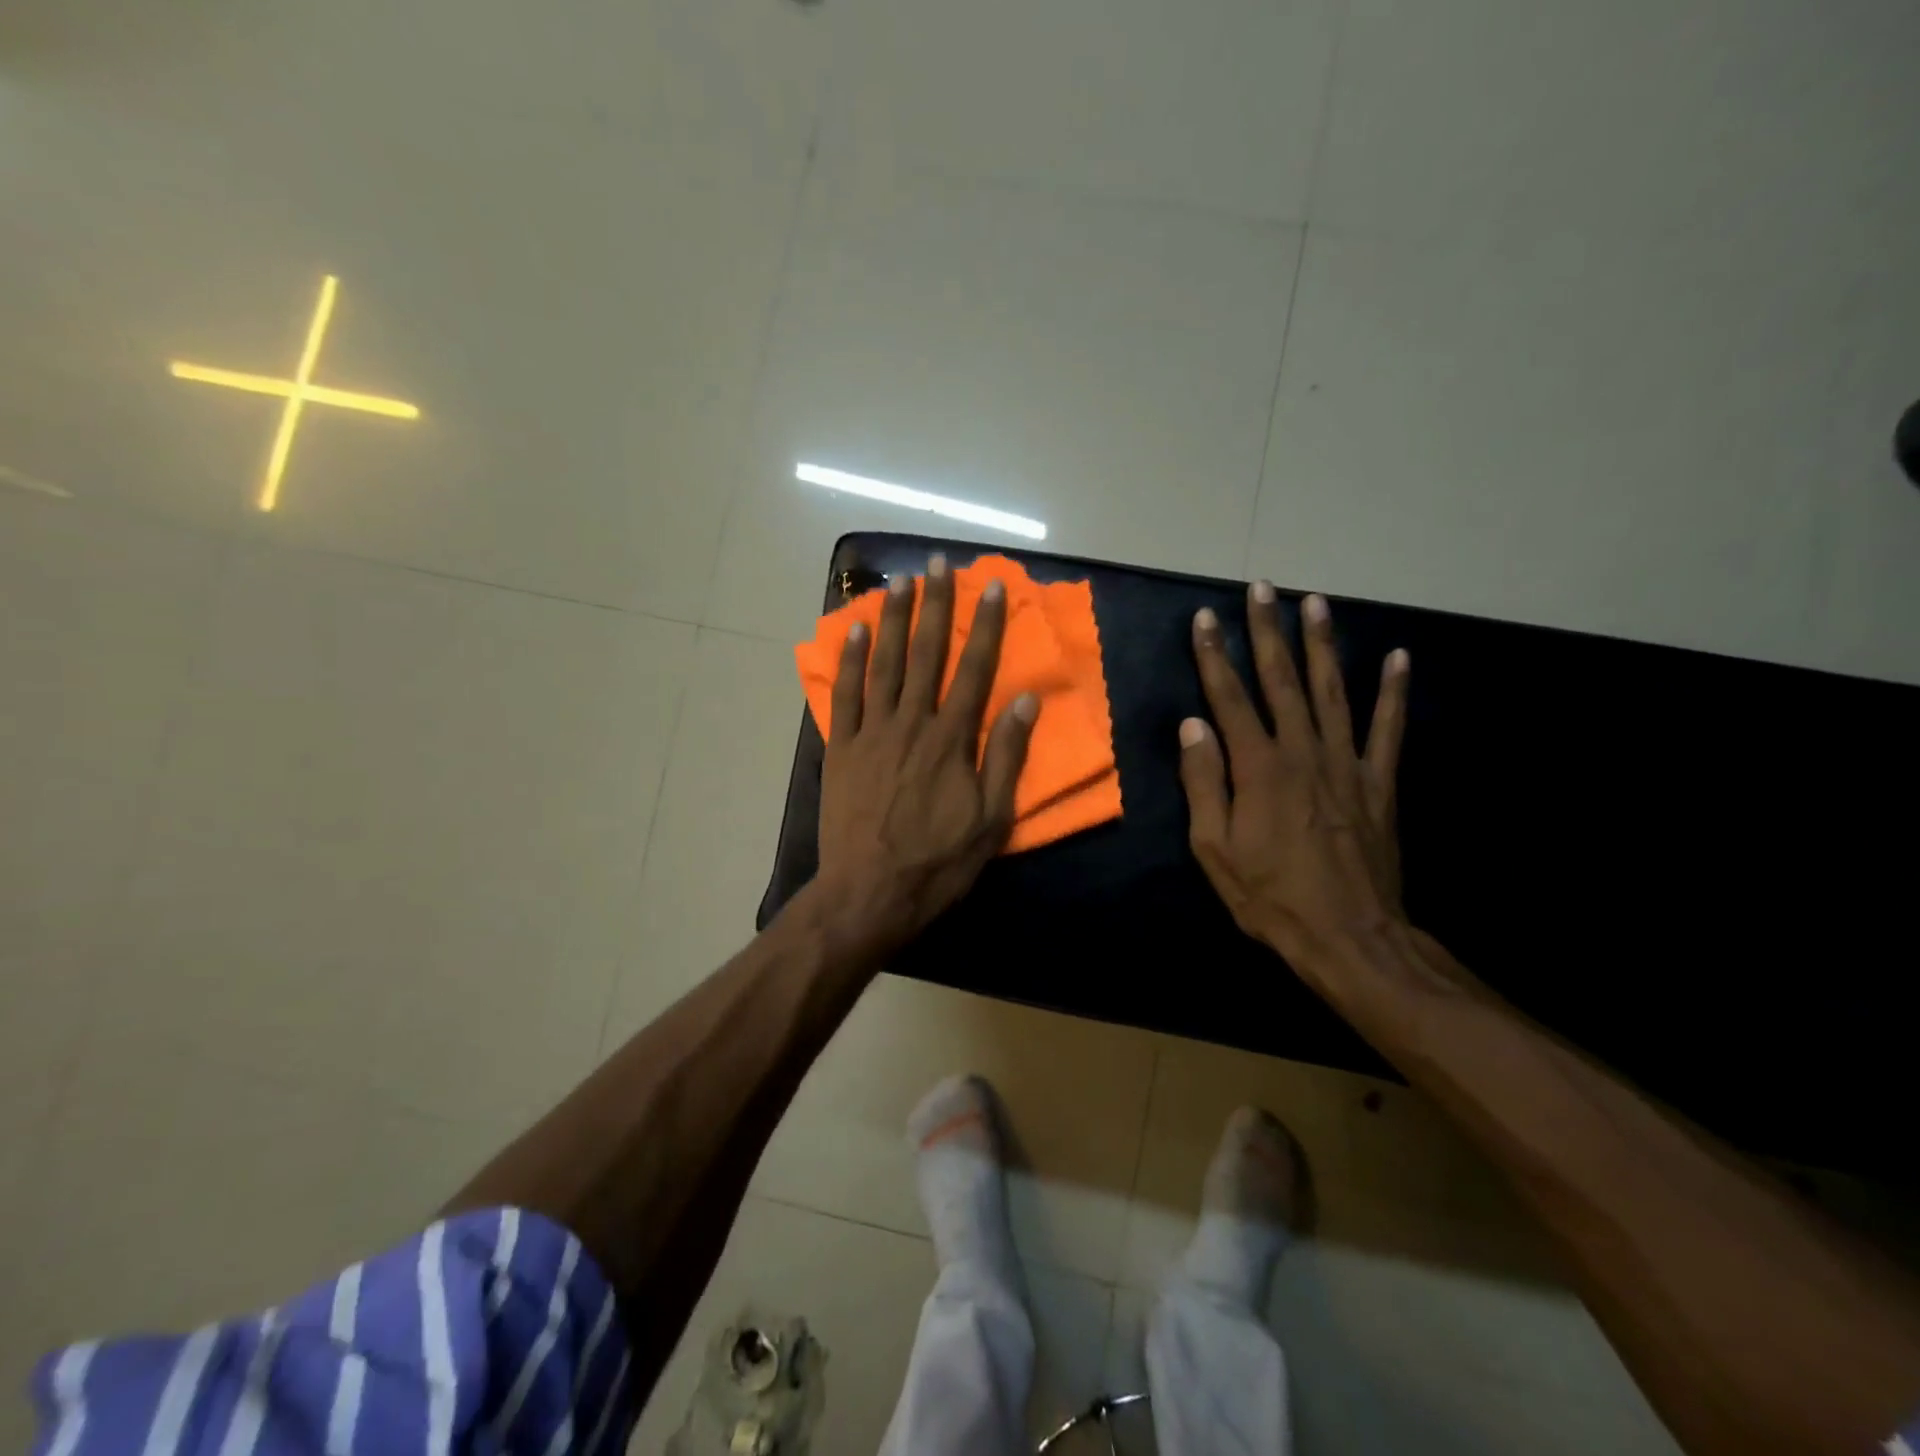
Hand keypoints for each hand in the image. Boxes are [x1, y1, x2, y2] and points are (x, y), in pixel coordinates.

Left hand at [815, 555, 1037, 952]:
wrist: (868, 893)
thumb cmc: (937, 862)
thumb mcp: (991, 820)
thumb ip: (1006, 757)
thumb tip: (1024, 702)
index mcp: (952, 740)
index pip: (974, 670)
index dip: (985, 625)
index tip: (991, 587)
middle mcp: (912, 723)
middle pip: (926, 654)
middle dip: (934, 605)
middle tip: (937, 564)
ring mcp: (871, 733)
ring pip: (883, 664)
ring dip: (891, 620)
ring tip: (898, 582)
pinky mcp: (841, 748)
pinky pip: (845, 695)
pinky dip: (849, 661)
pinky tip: (853, 631)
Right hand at [1179, 584, 1410, 966]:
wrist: (1350, 937)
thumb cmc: (1270, 896)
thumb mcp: (1214, 849)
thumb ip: (1203, 783)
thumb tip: (1192, 726)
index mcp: (1259, 769)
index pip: (1230, 698)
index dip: (1215, 655)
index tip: (1205, 618)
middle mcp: (1303, 752)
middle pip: (1282, 681)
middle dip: (1268, 631)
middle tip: (1262, 587)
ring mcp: (1347, 764)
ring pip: (1332, 691)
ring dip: (1322, 644)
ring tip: (1315, 601)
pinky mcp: (1379, 782)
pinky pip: (1389, 729)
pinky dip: (1394, 692)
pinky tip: (1398, 657)